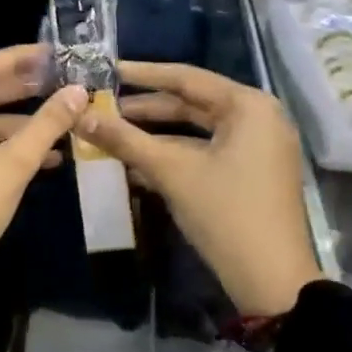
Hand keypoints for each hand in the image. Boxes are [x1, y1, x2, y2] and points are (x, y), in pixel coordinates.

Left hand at [0, 44, 88, 285]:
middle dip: (21, 89)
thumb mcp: (12, 165)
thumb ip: (46, 126)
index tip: (50, 54)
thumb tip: (79, 93)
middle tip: (59, 78)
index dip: (15, 59)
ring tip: (62, 119)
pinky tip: (48, 155)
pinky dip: (8, 147)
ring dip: (20, 124)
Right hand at [75, 61, 318, 318]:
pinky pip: (203, 152)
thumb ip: (124, 139)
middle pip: (190, 103)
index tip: (105, 69)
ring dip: (153, 134)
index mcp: (248, 106)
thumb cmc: (225, 214)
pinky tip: (133, 164)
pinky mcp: (249, 174)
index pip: (185, 78)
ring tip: (109, 133)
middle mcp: (257, 119)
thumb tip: (79, 115)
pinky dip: (171, 155)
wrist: (272, 282)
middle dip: (144, 107)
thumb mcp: (171, 171)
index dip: (141, 74)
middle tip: (101, 105)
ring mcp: (256, 148)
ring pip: (194, 130)